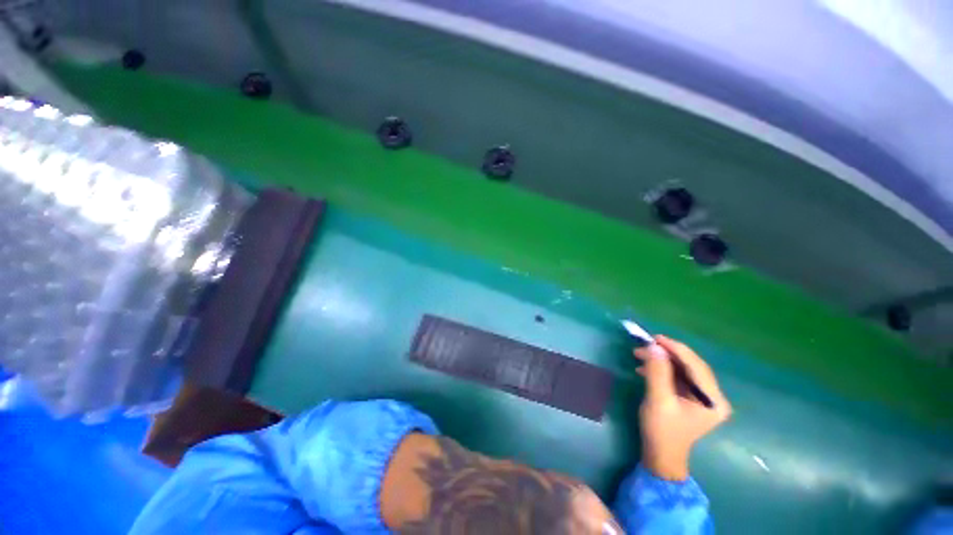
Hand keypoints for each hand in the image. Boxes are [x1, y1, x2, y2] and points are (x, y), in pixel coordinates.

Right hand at [634, 335, 731, 480]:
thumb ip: (657, 372)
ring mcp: (703, 398)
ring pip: (683, 370)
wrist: (660, 455)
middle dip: (667, 354)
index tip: (655, 338)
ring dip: (661, 360)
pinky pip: (678, 377)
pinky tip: (644, 368)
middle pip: (691, 366)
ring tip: (639, 355)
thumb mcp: (658, 400)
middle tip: (645, 344)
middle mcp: (713, 397)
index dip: (676, 349)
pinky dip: (661, 369)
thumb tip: (654, 347)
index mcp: (713, 400)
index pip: (696, 366)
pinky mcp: (691, 398)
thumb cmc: (661, 431)